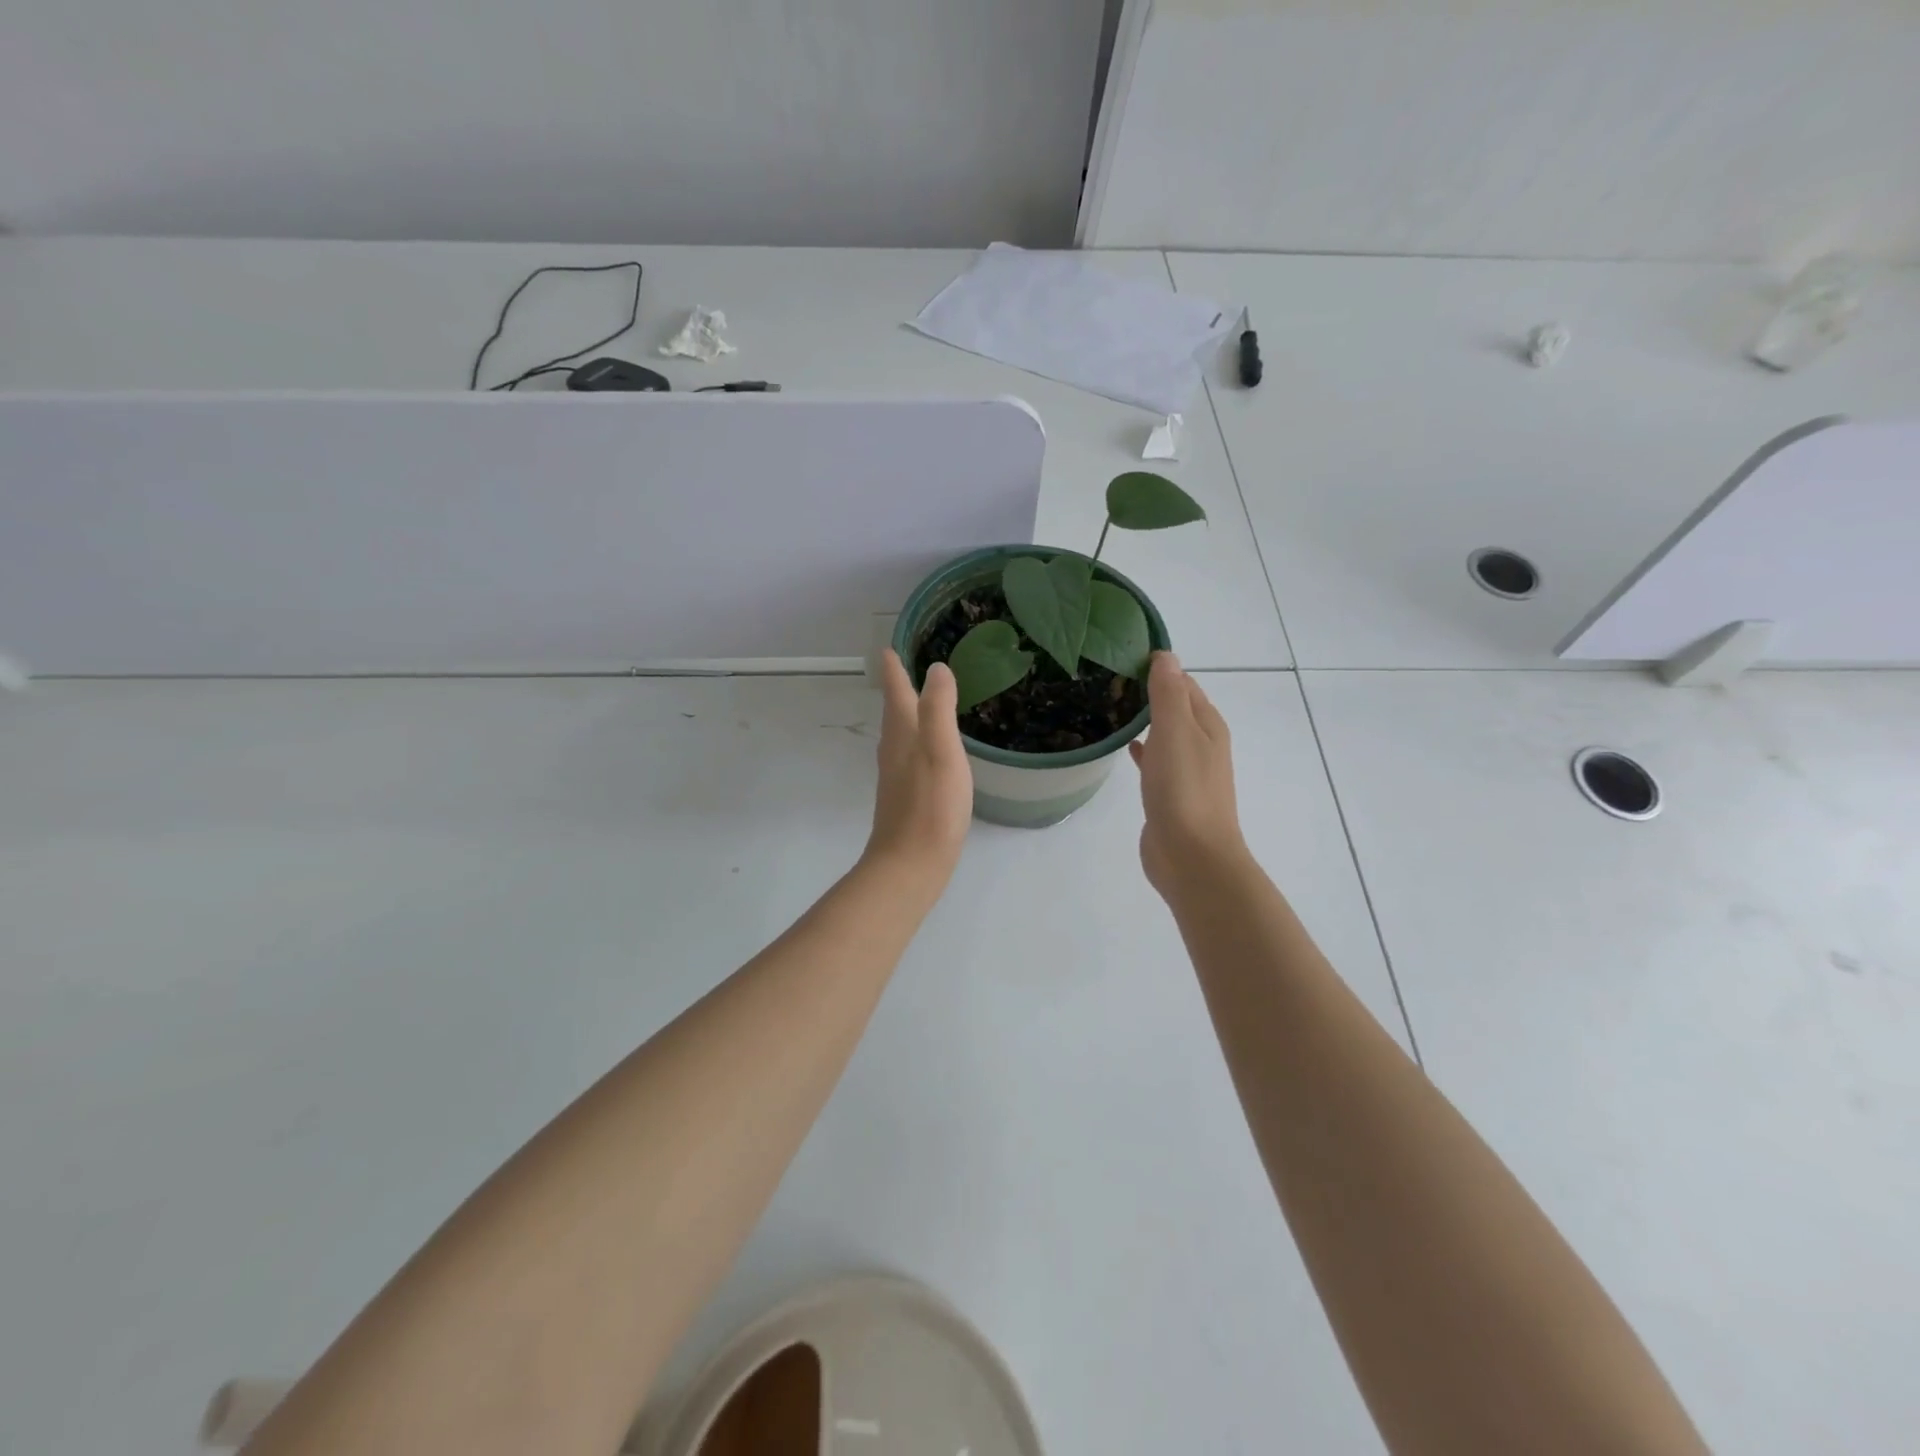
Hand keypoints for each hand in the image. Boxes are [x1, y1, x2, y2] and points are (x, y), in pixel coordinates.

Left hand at [862, 650, 973, 888]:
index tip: (887, 648)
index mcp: (903, 734)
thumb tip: (936, 668)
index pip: (896, 692)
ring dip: (905, 714)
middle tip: (902, 667)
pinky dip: (915, 741)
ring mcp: (896, 776)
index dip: (893, 669)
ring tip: (917, 702)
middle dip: (897, 688)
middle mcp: (893, 751)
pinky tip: (926, 753)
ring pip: (899, 734)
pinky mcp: (904, 797)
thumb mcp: (941, 750)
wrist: (911, 863)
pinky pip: (908, 756)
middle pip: (894, 712)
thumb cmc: (931, 805)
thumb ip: (938, 708)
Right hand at [1129, 652, 1248, 899]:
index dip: (1158, 669)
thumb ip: (1169, 694)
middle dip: (1148, 692)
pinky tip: (1125, 747)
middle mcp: (1202, 744)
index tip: (1121, 657)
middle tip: (1108, 680)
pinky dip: (1143, 749)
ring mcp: (1187, 771)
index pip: (1183, 683)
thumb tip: (1165, 655)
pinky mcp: (1170, 795)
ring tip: (1110, 707)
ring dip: (1145, 721)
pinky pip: (1156, 761)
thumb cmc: (1184, 789)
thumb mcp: (1175, 731)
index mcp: (1208, 725)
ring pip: (1165, 734)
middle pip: (1175, 707)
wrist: (1191, 856)